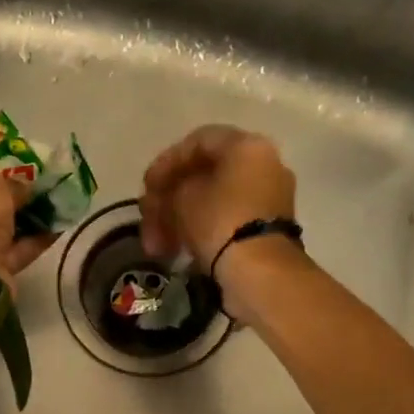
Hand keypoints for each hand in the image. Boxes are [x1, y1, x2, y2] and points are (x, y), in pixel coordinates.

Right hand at [139, 126, 297, 274]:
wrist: (260, 272)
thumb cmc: (219, 222)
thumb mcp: (182, 200)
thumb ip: (168, 190)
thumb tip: (167, 199)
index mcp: (247, 146)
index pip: (198, 141)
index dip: (166, 162)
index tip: (146, 187)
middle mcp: (264, 165)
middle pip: (205, 175)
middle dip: (169, 199)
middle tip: (147, 220)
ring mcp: (268, 199)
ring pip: (213, 202)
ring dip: (179, 221)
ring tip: (157, 247)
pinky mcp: (266, 230)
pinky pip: (227, 221)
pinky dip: (201, 232)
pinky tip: (179, 251)